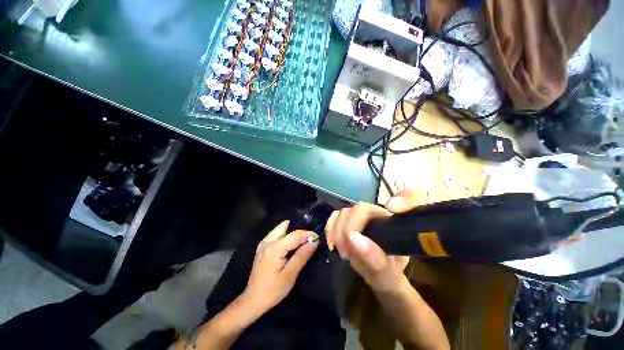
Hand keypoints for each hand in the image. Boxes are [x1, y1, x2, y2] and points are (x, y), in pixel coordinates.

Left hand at [242, 221, 318, 314]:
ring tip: (302, 240)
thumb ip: (302, 255)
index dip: (307, 234)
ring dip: (291, 231)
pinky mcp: (262, 247)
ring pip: (280, 229)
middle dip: (298, 229)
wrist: (253, 300)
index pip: (295, 235)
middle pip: (285, 226)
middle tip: (309, 238)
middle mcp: (267, 241)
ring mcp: (263, 243)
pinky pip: (276, 234)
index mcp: (274, 248)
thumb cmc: (273, 290)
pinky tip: (291, 245)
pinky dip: (285, 235)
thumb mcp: (290, 274)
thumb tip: (314, 241)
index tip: (317, 237)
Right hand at [325, 189, 423, 292]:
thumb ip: (376, 260)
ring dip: (338, 231)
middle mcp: (380, 213)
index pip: (411, 198)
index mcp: (397, 224)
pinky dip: (331, 227)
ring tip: (343, 252)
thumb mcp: (388, 275)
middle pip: (361, 208)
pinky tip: (332, 243)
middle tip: (347, 253)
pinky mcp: (349, 218)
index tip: (392, 209)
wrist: (376, 274)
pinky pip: (335, 215)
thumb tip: (354, 238)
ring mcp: (362, 215)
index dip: (403, 198)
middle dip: (349, 229)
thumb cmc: (388, 274)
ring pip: (346, 211)